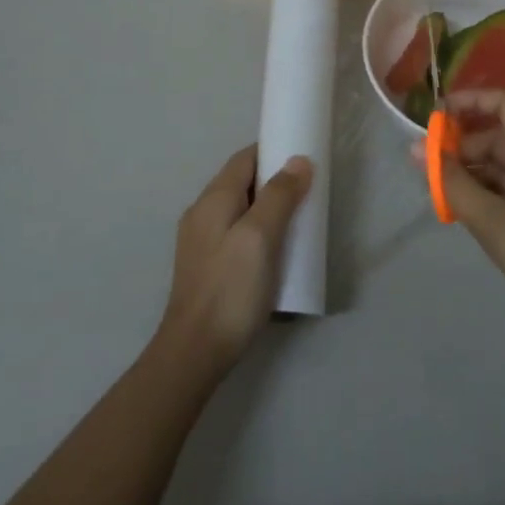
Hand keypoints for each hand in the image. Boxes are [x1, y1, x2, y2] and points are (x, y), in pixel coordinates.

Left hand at [159, 145, 312, 373]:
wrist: (195, 351)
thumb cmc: (231, 289)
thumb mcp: (260, 237)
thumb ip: (279, 196)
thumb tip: (298, 160)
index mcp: (213, 199)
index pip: (245, 158)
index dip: (273, 152)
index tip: (304, 158)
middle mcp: (202, 213)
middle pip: (242, 181)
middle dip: (274, 181)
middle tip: (308, 192)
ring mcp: (201, 240)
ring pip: (240, 208)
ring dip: (268, 207)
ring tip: (297, 220)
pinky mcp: (207, 264)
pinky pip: (236, 231)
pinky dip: (258, 229)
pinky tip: (275, 249)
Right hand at [426, 91, 504, 353]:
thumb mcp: (492, 218)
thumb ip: (452, 183)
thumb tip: (416, 149)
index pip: (504, 104)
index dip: (470, 101)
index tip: (434, 116)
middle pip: (497, 138)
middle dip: (460, 149)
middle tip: (426, 172)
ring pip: (499, 169)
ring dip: (468, 176)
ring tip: (438, 197)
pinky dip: (482, 198)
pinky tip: (462, 216)